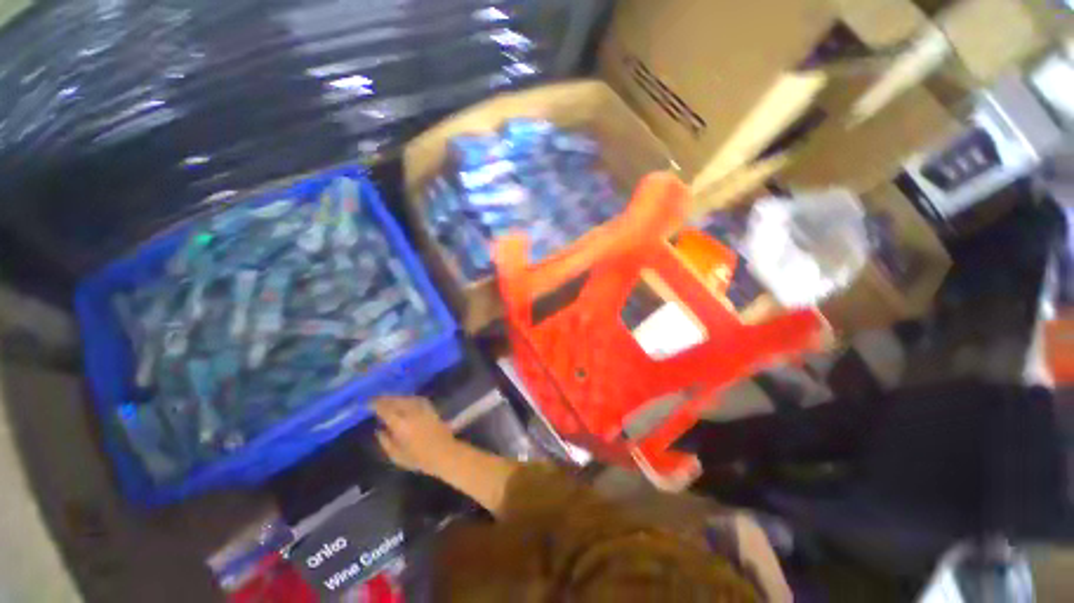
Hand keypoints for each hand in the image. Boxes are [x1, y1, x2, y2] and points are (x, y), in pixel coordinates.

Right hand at [373, 396, 457, 474]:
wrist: (444, 453)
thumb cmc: (419, 459)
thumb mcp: (397, 456)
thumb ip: (386, 441)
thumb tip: (379, 430)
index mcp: (401, 424)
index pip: (385, 409)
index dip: (376, 405)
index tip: (368, 403)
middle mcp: (412, 412)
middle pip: (397, 400)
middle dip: (386, 399)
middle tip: (377, 399)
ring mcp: (423, 409)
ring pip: (407, 398)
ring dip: (397, 397)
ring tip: (389, 399)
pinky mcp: (431, 409)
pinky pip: (417, 399)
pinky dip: (409, 398)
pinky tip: (406, 400)